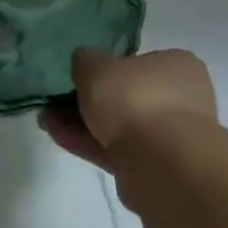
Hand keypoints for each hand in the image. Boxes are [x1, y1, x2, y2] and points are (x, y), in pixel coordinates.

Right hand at [40, 48, 216, 171]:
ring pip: (118, 125)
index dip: (108, 67)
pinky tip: (56, 135)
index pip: (140, 61)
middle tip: (57, 100)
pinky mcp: (154, 167)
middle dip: (90, 99)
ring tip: (46, 119)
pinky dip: (86, 142)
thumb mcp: (97, 66)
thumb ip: (86, 60)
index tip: (81, 74)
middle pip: (127, 95)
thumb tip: (85, 61)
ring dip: (82, 122)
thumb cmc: (134, 99)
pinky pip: (114, 148)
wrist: (161, 163)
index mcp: (178, 66)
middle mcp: (181, 99)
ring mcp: (169, 136)